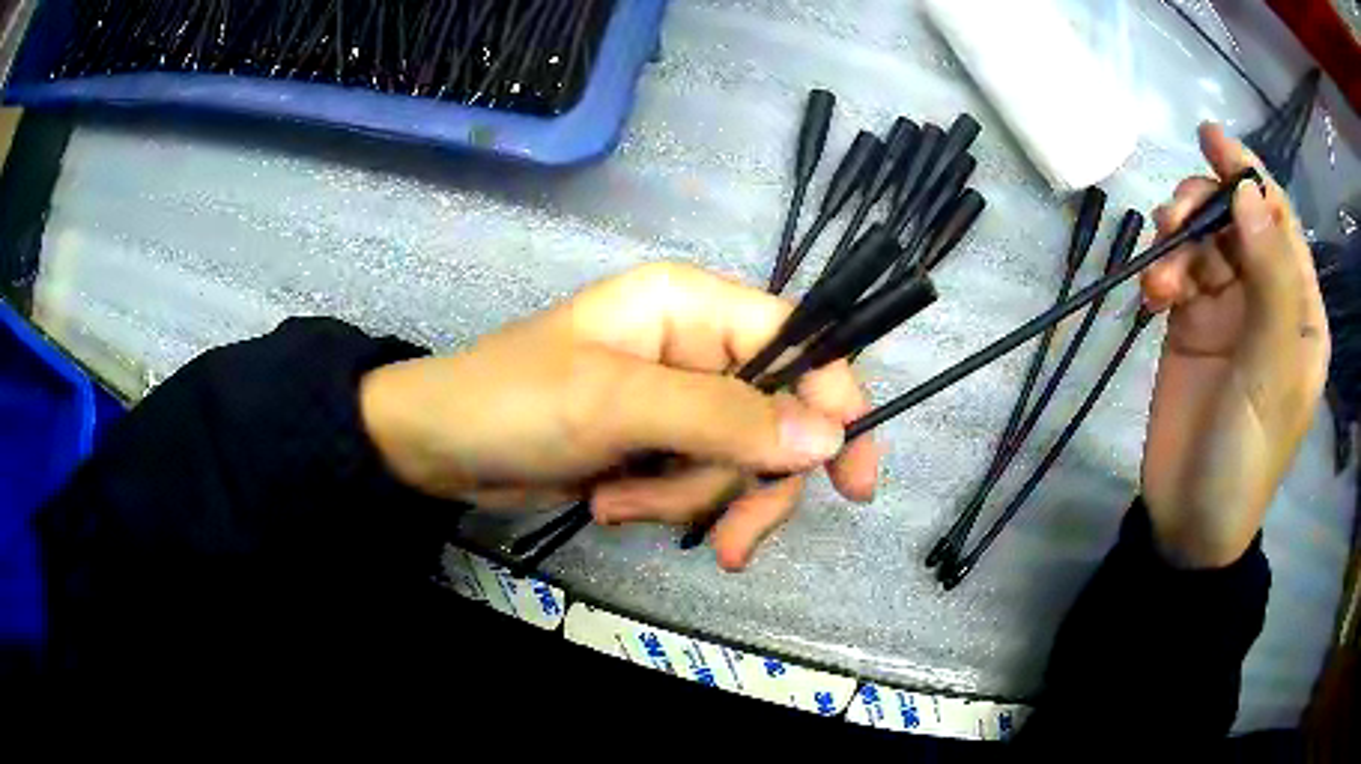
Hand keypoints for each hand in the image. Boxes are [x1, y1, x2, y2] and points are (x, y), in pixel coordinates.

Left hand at [360, 263, 878, 569]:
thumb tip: (826, 439)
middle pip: (777, 420)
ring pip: (739, 464)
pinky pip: (700, 485)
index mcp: (692, 306)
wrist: (439, 448)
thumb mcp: (617, 404)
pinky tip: (612, 505)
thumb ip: (724, 419)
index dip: (834, 404)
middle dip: (745, 484)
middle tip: (727, 541)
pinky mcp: (658, 446)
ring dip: (689, 501)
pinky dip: (665, 508)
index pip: (800, 343)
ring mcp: (679, 403)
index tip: (851, 479)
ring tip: (621, 505)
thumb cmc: (514, 402)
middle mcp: (698, 348)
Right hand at [1139, 123, 1328, 566]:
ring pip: (1205, 240)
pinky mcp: (1192, 324)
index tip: (1210, 138)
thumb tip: (1248, 190)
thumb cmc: (1245, 456)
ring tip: (1160, 276)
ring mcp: (1229, 310)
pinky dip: (1162, 270)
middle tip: (1174, 219)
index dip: (1250, 175)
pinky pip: (1178, 271)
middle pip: (1237, 220)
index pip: (1279, 222)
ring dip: (1178, 241)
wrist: (1189, 521)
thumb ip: (1270, 281)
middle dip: (1204, 207)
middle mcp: (1268, 300)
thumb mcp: (1269, 374)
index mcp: (1299, 311)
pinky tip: (1151, 295)